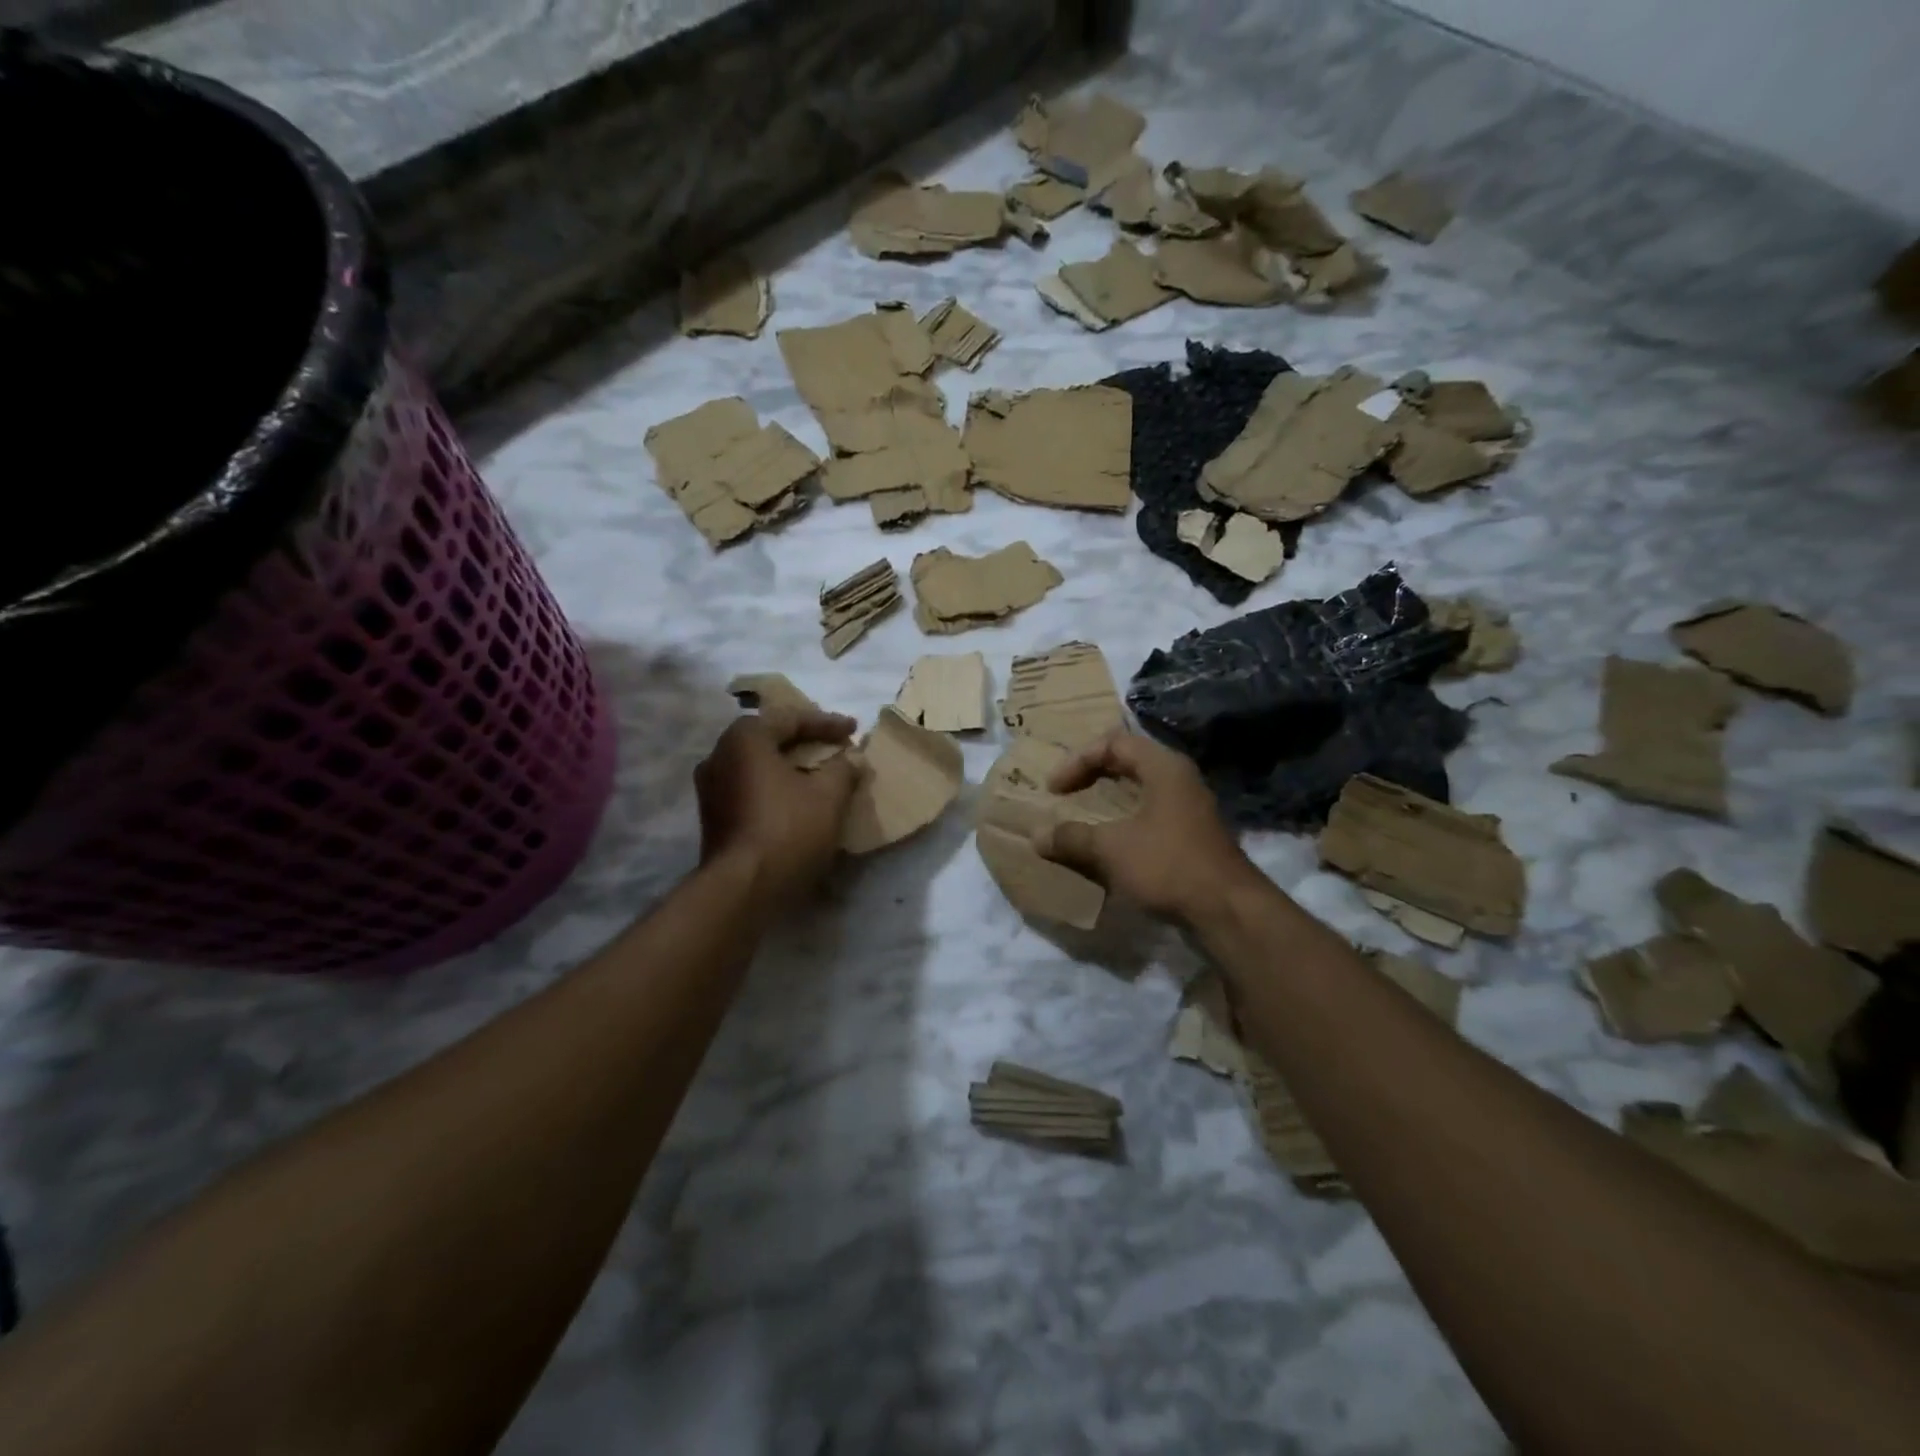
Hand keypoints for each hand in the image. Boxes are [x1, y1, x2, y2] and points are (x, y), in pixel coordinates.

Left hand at [695, 707, 857, 911]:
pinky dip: (775, 788)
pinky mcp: (713, 818)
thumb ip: (843, 769)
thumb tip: (851, 759)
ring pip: (758, 766)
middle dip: (805, 742)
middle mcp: (719, 755)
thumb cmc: (788, 830)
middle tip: (834, 747)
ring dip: (789, 767)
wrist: (742, 889)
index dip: (827, 723)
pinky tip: (797, 800)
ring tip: (819, 775)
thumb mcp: (828, 796)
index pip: (790, 719)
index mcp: (744, 739)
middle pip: (769, 739)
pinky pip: (750, 789)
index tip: (854, 730)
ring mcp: (710, 788)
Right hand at [1038, 731, 1258, 923]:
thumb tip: (1036, 836)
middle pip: (1128, 761)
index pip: (1113, 742)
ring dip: (1107, 800)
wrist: (1227, 910)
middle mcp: (1179, 779)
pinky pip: (1149, 814)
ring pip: (1140, 789)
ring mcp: (1189, 807)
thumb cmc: (1168, 865)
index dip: (1077, 761)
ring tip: (1081, 816)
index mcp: (1163, 767)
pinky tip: (1109, 843)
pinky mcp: (1192, 835)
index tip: (1054, 790)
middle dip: (1092, 775)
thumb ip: (1071, 837)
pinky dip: (1123, 821)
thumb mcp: (1111, 849)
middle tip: (1065, 794)